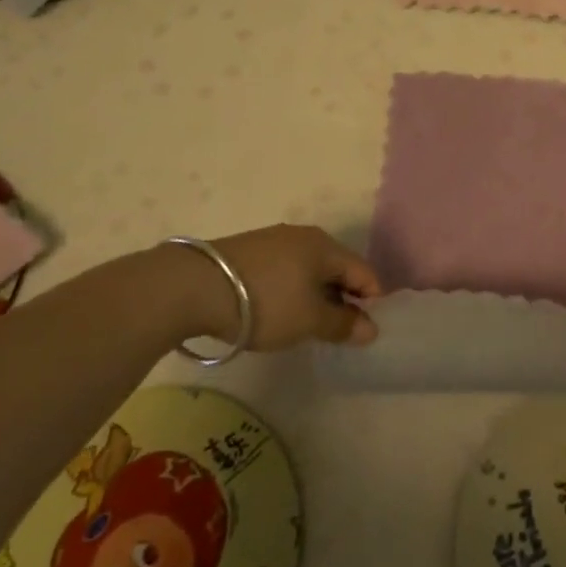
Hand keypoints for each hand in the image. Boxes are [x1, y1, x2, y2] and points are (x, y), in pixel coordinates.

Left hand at [166, 225, 382, 350]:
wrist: (192, 287)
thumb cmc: (266, 302)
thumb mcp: (309, 320)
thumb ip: (343, 325)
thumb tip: (371, 329)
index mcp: (326, 246)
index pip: (364, 272)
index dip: (372, 300)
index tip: (365, 329)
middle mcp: (304, 236)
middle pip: (336, 268)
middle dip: (342, 297)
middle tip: (336, 330)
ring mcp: (273, 240)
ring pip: (308, 269)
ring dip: (314, 294)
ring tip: (304, 323)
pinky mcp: (247, 251)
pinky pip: (284, 270)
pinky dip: (290, 289)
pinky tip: (276, 309)